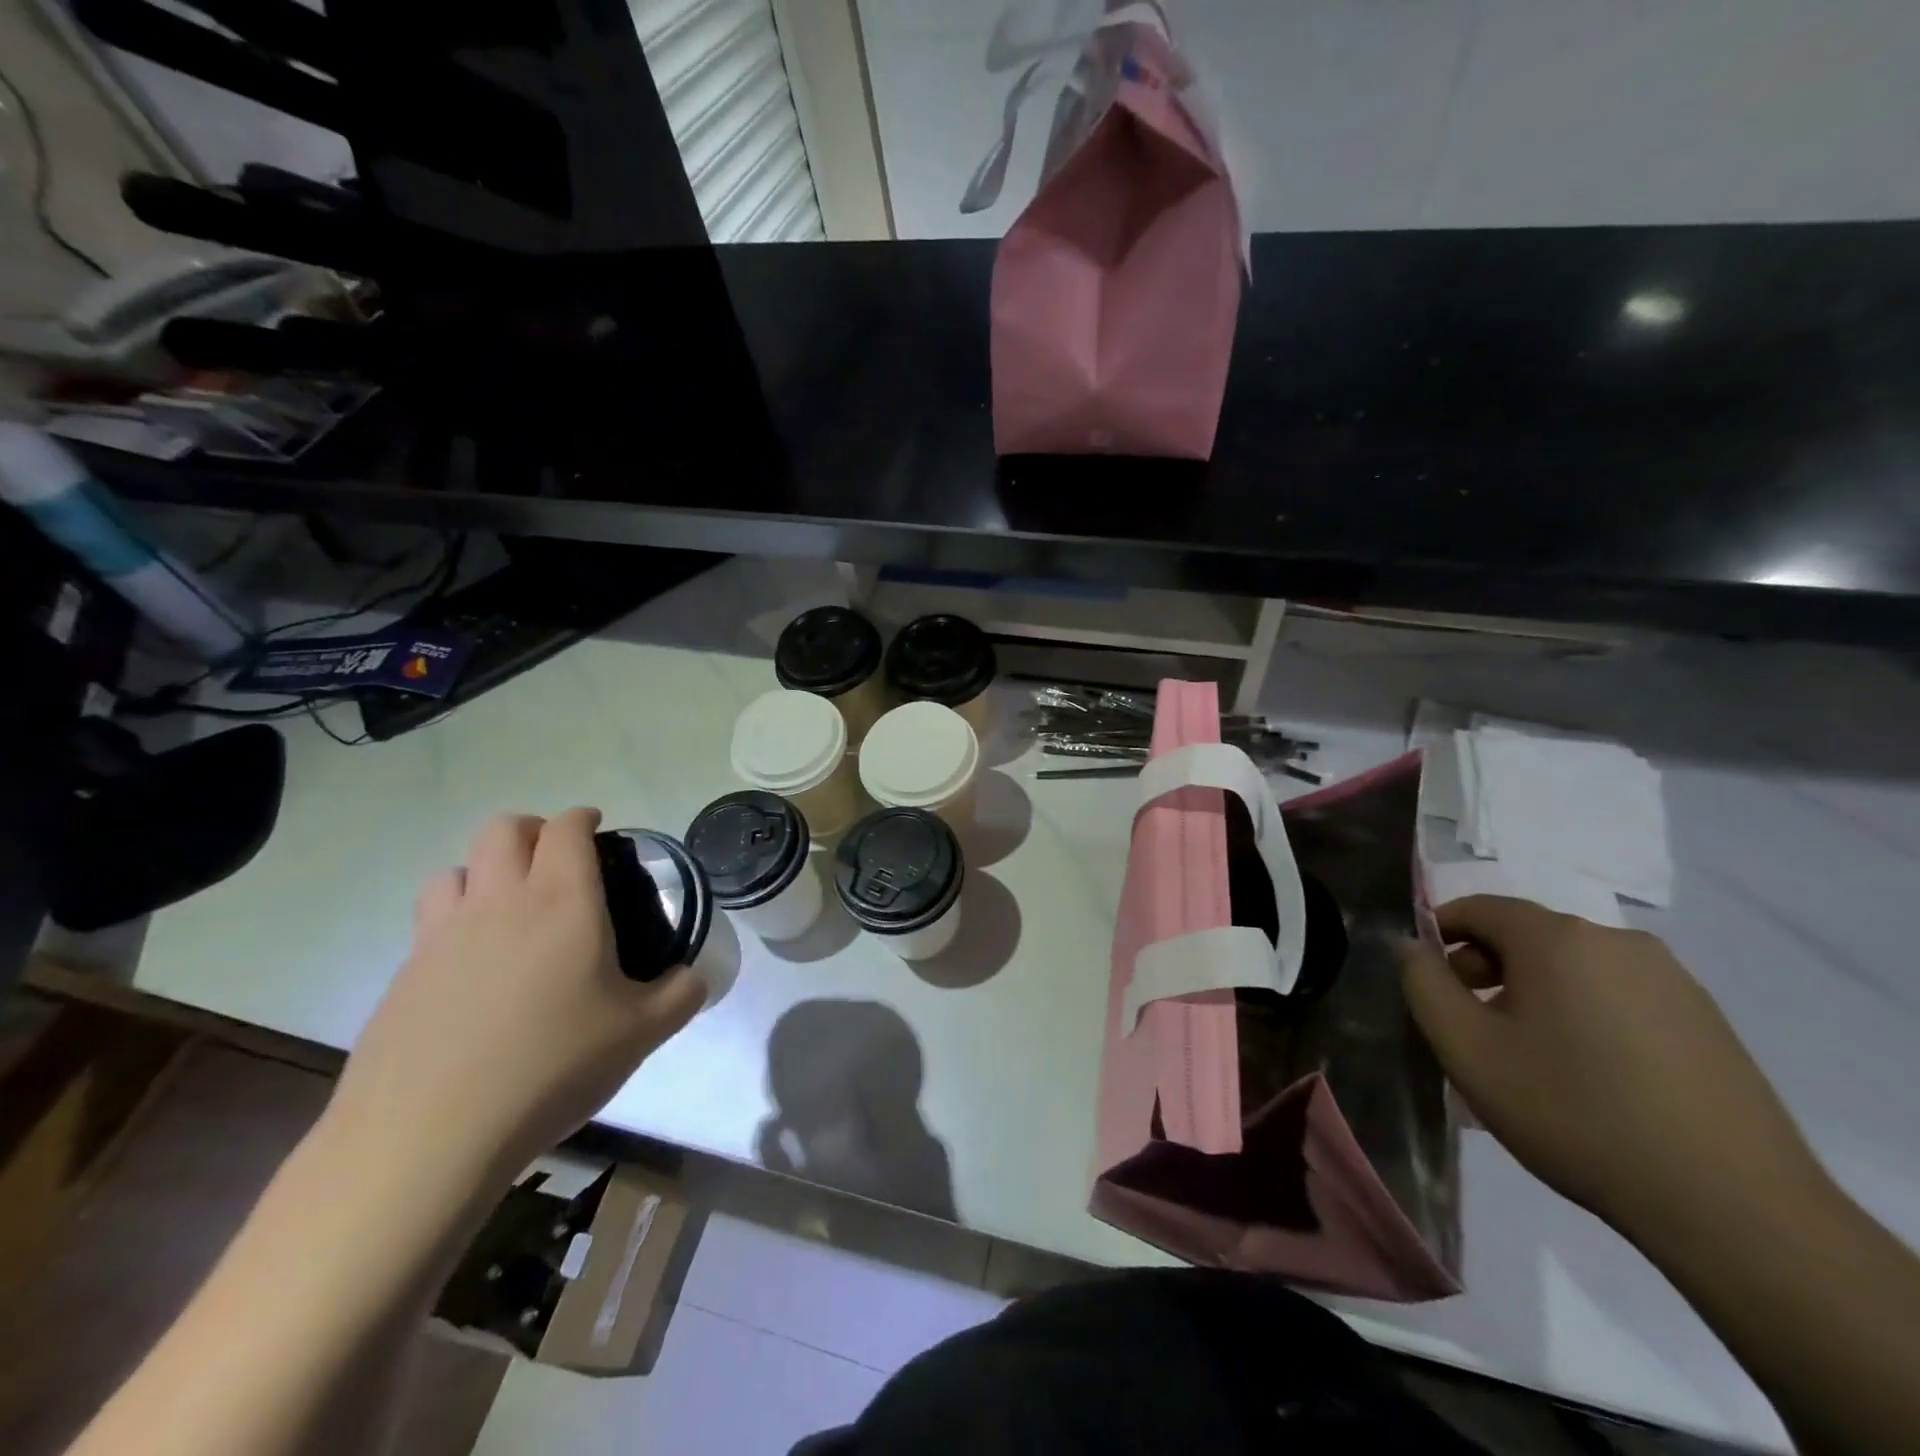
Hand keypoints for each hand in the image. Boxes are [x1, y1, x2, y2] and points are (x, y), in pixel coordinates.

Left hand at [328, 808, 705, 1195]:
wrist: (430, 1136)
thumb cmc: (552, 1066)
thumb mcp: (642, 1033)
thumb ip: (682, 993)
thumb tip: (695, 977)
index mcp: (562, 901)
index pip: (567, 828)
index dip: (584, 818)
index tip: (599, 828)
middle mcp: (498, 902)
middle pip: (504, 829)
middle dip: (533, 830)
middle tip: (558, 861)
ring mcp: (441, 936)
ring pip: (456, 869)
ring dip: (484, 870)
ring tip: (508, 906)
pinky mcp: (404, 975)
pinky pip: (430, 921)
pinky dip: (455, 919)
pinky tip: (474, 968)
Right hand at [1399, 896, 1823, 1243]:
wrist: (1734, 1208)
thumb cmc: (1575, 1114)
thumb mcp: (1468, 1050)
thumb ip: (1424, 985)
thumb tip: (1412, 947)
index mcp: (1557, 939)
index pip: (1478, 908)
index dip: (1439, 933)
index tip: (1426, 980)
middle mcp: (1618, 941)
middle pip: (1526, 936)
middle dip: (1485, 968)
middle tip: (1470, 1027)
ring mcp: (1673, 980)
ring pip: (1574, 967)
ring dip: (1535, 993)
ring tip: (1528, 1057)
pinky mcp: (1708, 1021)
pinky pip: (1619, 995)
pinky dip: (1585, 1014)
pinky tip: (1590, 1075)